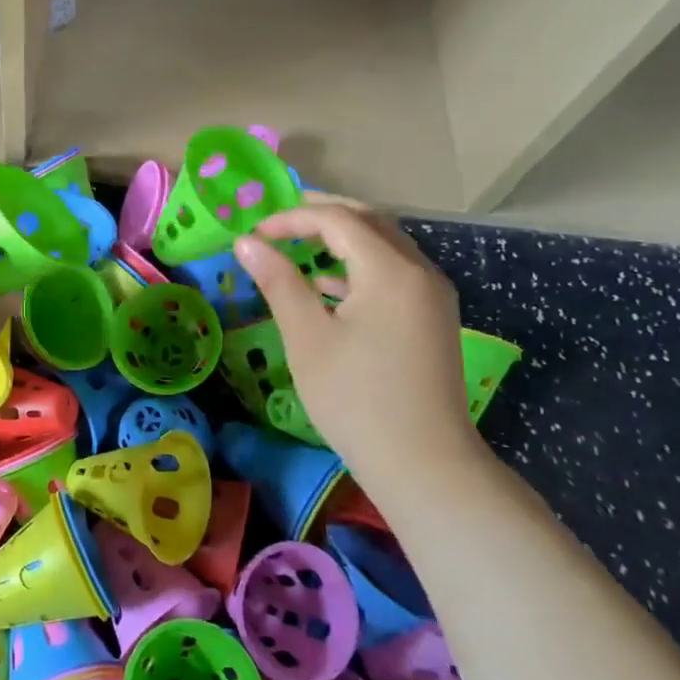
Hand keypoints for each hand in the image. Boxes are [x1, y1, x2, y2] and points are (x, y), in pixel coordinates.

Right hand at [233, 197, 488, 497]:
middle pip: (368, 221)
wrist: (425, 464)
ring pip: (384, 244)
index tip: (254, 234)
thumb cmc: (356, 398)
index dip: (291, 218)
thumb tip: (246, 242)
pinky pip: (394, 271)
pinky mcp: (433, 317)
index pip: (338, 219)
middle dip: (321, 215)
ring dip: (341, 237)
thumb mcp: (307, 336)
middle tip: (277, 221)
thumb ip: (278, 280)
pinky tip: (327, 284)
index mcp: (391, 270)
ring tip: (297, 245)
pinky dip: (359, 265)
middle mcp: (420, 270)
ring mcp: (432, 295)